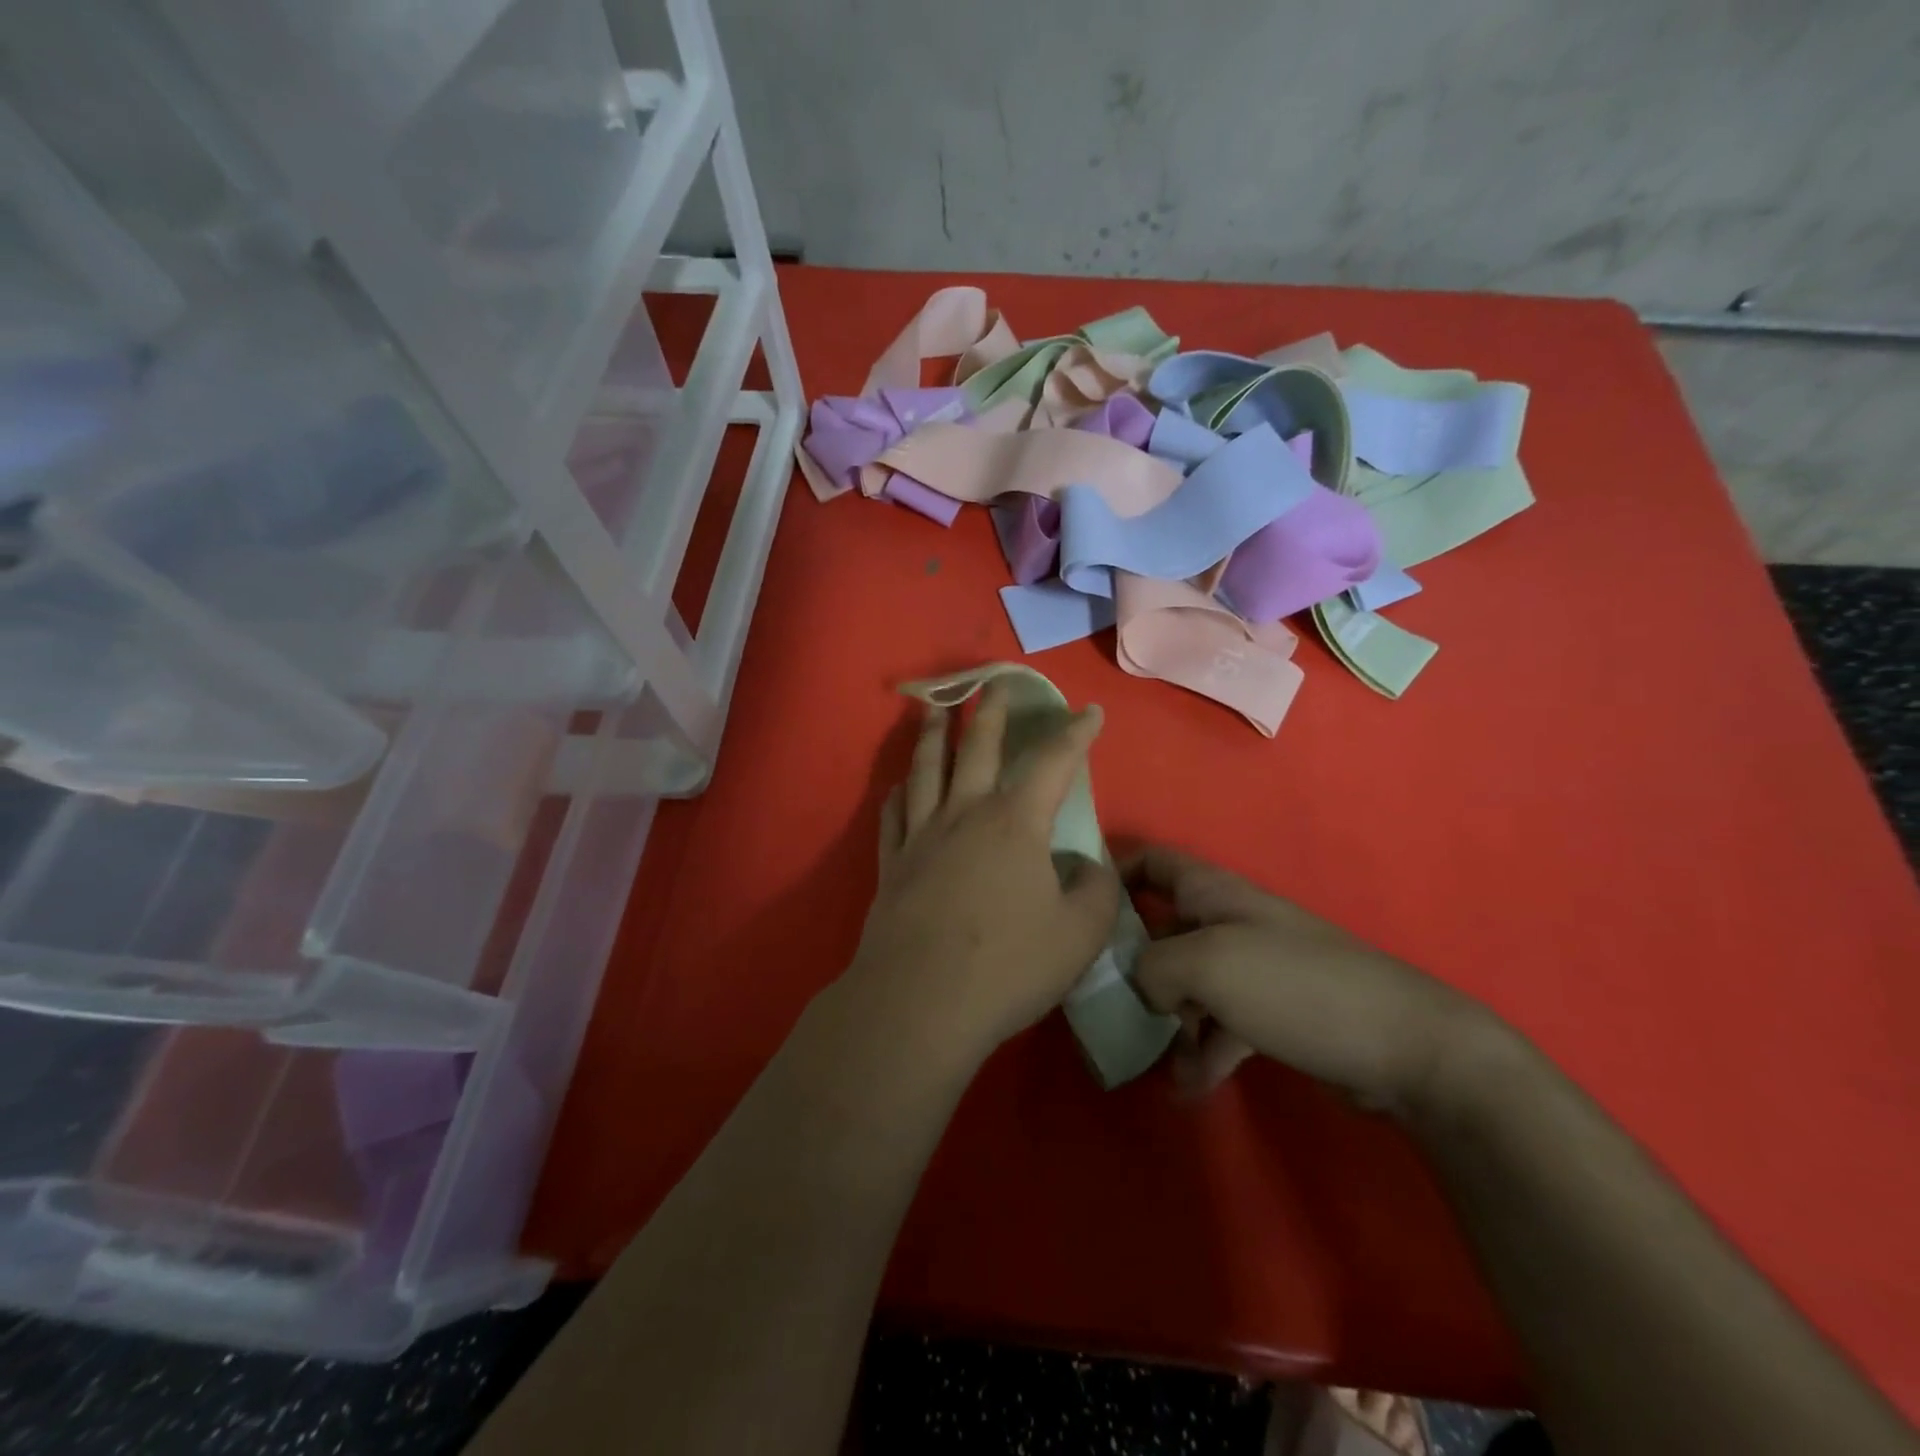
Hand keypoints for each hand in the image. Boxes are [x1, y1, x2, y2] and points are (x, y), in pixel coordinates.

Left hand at [841, 682, 1121, 1074]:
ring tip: (933, 707)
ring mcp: (921, 836)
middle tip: (994, 682)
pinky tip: (899, 787)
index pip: (1052, 763)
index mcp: (1014, 823)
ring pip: (925, 768)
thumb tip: (1084, 866)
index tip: (1089, 711)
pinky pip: (893, 815)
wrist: (919, 1003)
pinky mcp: (892, 865)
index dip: (1075, 734)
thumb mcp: (1080, 934)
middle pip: (976, 746)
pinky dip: (898, 793)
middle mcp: (964, 814)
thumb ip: (1095, 890)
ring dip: (932, 732)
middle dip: (991, 710)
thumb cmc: (1007, 966)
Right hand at [1125, 845, 1490, 1113]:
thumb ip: (1153, 965)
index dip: (1111, 874)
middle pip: (1159, 928)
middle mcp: (1227, 921)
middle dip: (1128, 962)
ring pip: (1185, 984)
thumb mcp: (1206, 963)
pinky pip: (1218, 1026)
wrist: (1405, 1046)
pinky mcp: (1272, 1012)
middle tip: (1096, 1000)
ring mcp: (1252, 968)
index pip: (1149, 861)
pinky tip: (1189, 1089)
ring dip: (1163, 1020)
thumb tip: (1146, 986)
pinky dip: (1201, 1052)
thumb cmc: (1295, 985)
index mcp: (1211, 892)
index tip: (1076, 909)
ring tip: (1142, 1059)